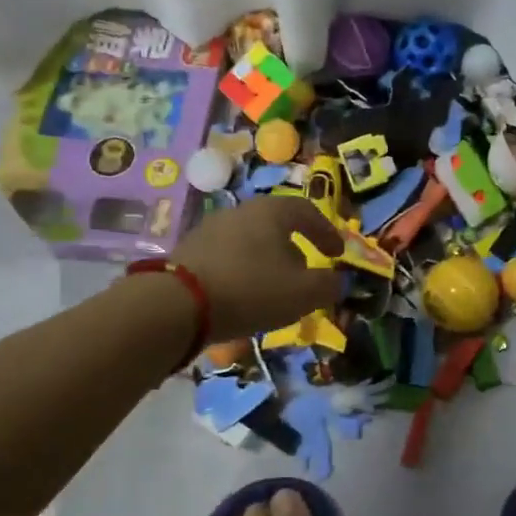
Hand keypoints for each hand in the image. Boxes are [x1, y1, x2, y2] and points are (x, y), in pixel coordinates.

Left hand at [170, 196, 345, 341]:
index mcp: (272, 211)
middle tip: (306, 271)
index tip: (337, 254)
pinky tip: (243, 295)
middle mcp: (241, 211)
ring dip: (268, 261)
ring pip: (251, 241)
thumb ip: (328, 285)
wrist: (177, 304)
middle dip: (296, 247)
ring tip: (274, 288)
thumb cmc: (251, 289)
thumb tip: (337, 280)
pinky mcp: (190, 251)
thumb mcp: (303, 292)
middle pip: (277, 224)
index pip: (308, 211)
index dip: (327, 232)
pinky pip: (228, 257)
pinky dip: (243, 271)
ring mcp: (211, 228)